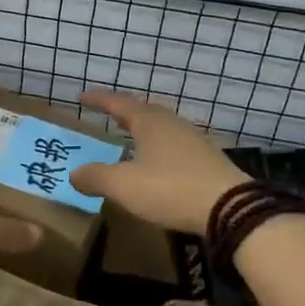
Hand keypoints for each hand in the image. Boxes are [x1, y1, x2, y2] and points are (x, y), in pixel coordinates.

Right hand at [69, 91, 249, 233]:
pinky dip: (158, 147)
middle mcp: (172, 123)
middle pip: (144, 111)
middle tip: (108, 115)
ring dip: (143, 130)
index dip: (99, 100)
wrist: (231, 208)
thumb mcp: (123, 186)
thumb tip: (74, 174)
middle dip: (124, 112)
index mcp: (149, 122)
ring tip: (130, 138)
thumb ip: (95, 177)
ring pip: (162, 127)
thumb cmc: (170, 189)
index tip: (82, 97)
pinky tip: (157, 162)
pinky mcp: (207, 159)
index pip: (118, 103)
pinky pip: (174, 144)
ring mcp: (193, 140)